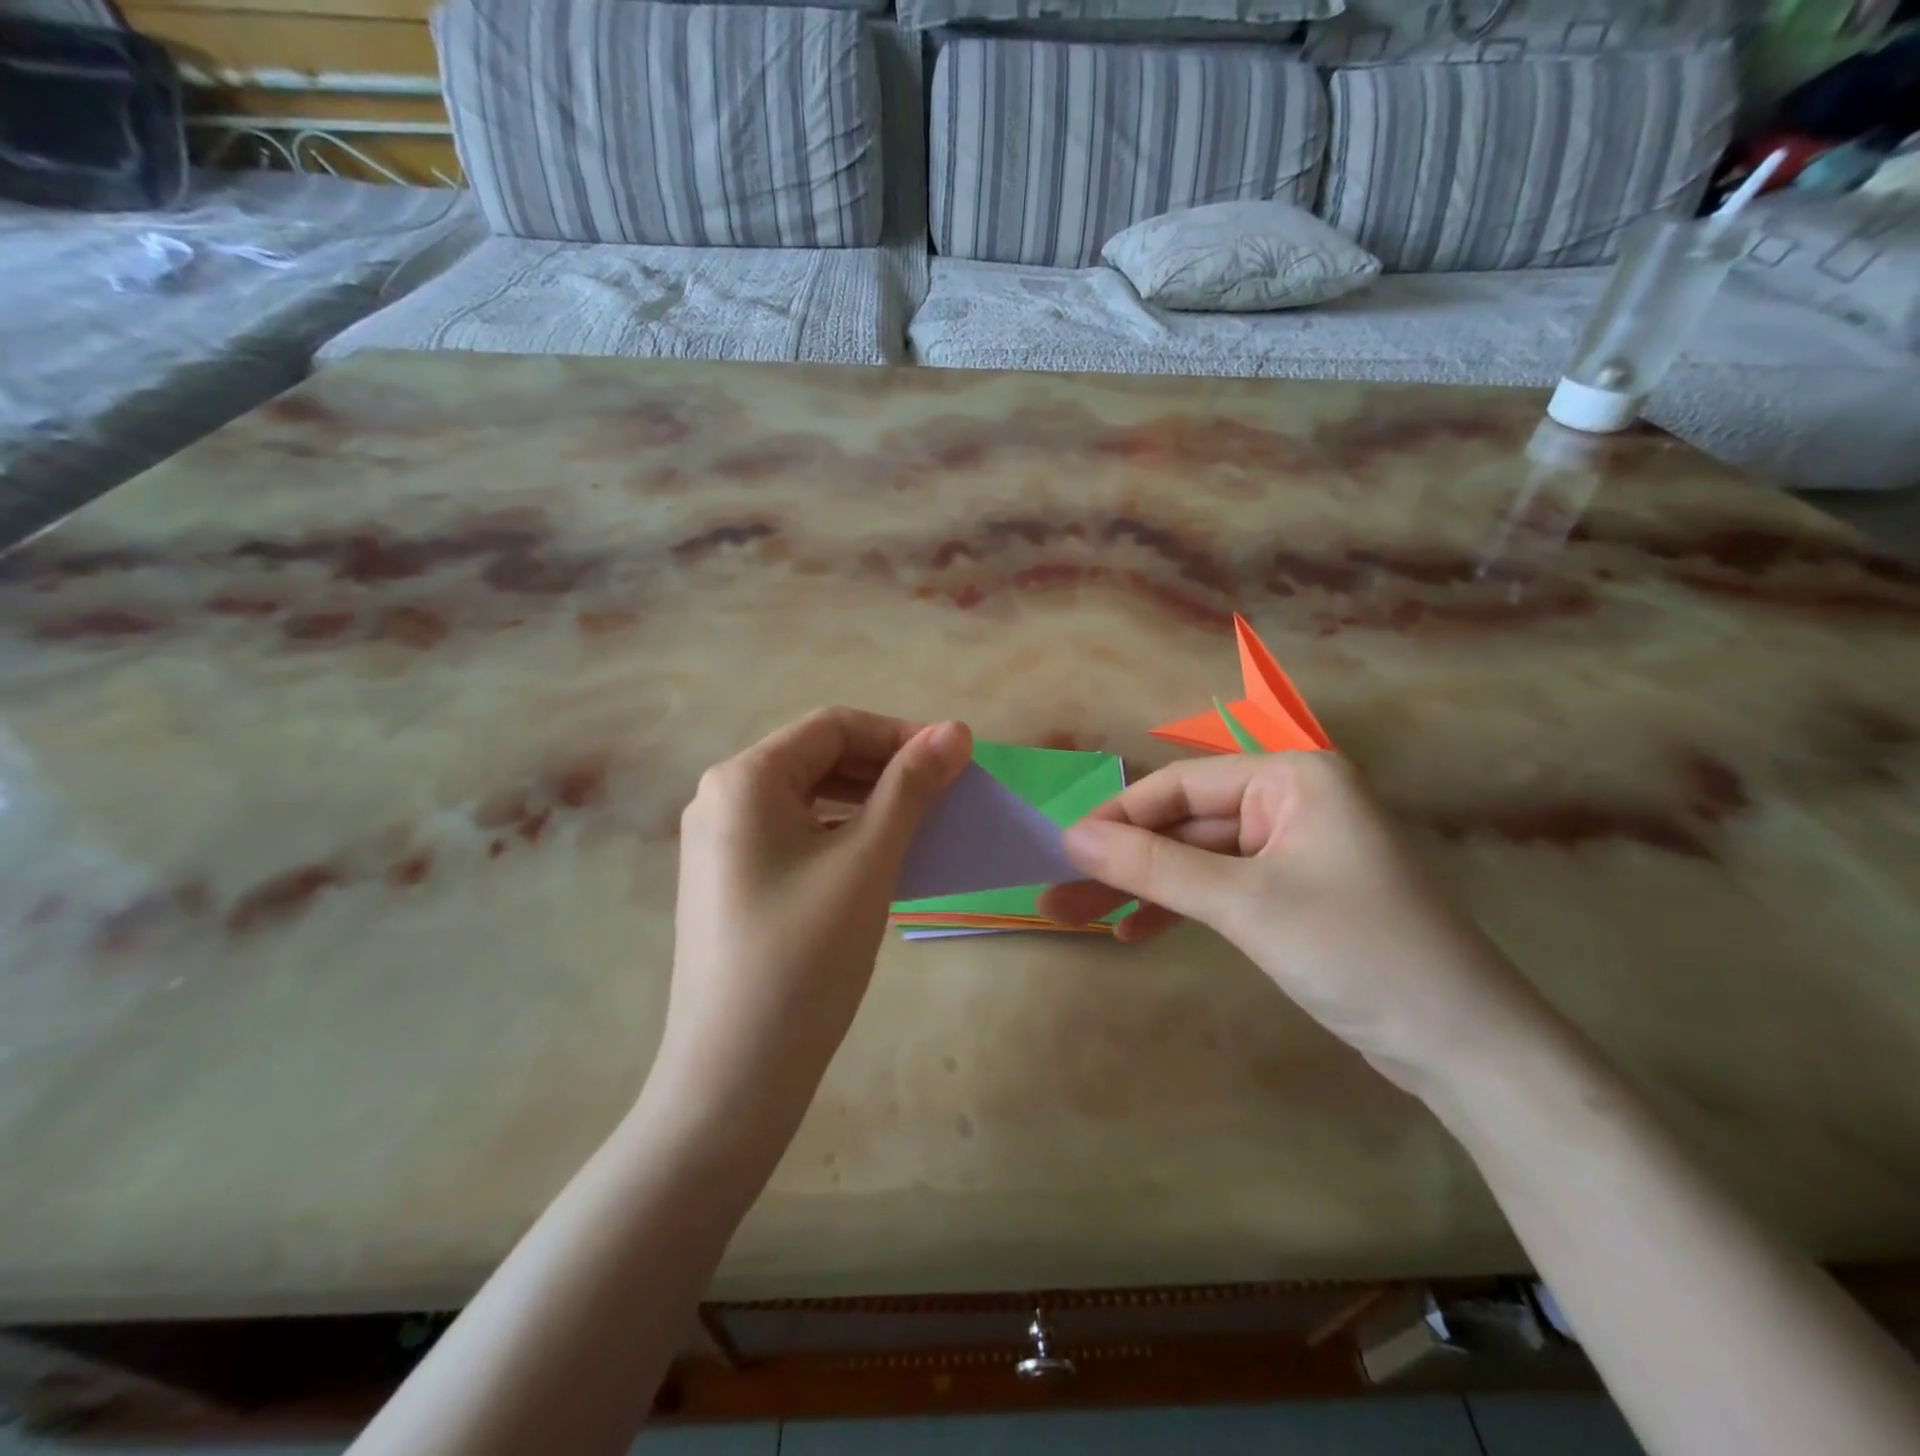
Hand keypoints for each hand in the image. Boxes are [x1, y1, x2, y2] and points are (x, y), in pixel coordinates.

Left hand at [656, 708, 970, 1136]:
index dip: (899, 733)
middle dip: (885, 766)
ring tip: (920, 823)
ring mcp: (720, 843)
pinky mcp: (730, 881)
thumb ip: (911, 787)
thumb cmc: (803, 958)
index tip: (955, 758)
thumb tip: (956, 729)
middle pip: (817, 757)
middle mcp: (722, 798)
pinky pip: (794, 835)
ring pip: (807, 797)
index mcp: (745, 778)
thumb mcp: (867, 861)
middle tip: (945, 792)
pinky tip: (877, 859)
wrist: (732, 1078)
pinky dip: (841, 833)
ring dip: (867, 800)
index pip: (833, 726)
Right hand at [1039, 753, 1557, 1092]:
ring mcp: (1293, 849)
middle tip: (1062, 894)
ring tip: (1082, 919)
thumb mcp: (1245, 904)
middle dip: (1124, 862)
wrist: (1463, 1048)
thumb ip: (1154, 866)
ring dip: (1143, 888)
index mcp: (1292, 777)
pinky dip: (1179, 909)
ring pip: (1197, 859)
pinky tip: (1136, 932)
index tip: (1063, 850)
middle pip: (1185, 824)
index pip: (1181, 786)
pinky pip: (1220, 888)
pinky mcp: (1294, 893)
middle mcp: (1292, 801)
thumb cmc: (1357, 952)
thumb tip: (1071, 838)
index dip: (1118, 817)